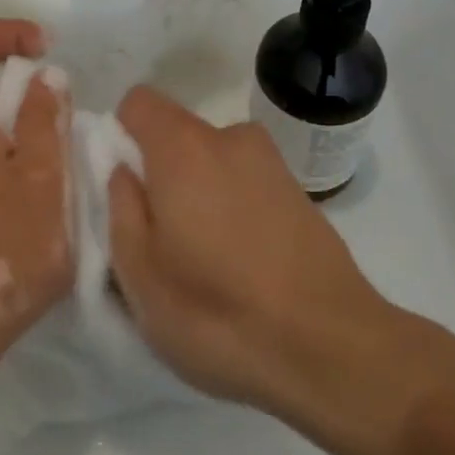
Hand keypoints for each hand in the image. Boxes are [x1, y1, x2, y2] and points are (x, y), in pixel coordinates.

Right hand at [107, 85, 394, 417]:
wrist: (334, 351)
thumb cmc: (218, 313)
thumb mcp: (139, 274)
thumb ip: (120, 207)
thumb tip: (123, 171)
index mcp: (183, 147)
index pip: (137, 102)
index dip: (120, 137)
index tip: (124, 189)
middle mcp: (229, 138)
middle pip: (176, 135)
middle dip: (159, 174)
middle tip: (160, 239)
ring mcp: (271, 163)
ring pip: (211, 163)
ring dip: (198, 194)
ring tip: (205, 261)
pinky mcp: (299, 193)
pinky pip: (244, 184)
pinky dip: (233, 209)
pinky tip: (243, 267)